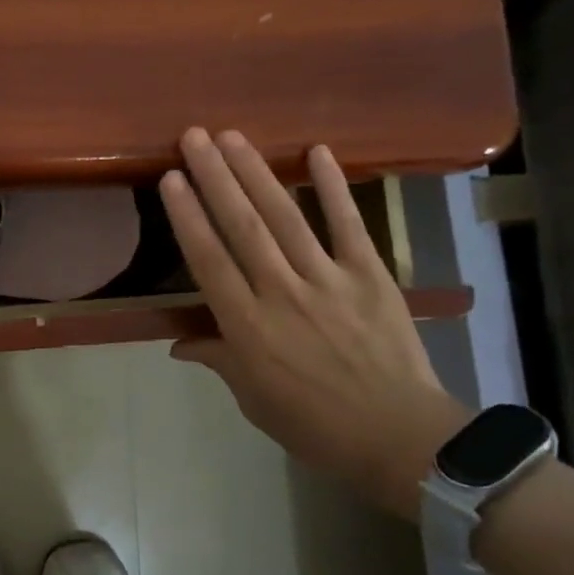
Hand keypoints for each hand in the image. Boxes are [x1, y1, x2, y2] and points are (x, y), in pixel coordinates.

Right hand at [160, 129, 467, 518]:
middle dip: (215, 178)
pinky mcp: (370, 276)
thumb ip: (218, 360)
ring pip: (285, 217)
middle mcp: (282, 293)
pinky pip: (349, 225)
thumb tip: (179, 342)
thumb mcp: (254, 401)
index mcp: (248, 328)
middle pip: (242, 227)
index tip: (172, 178)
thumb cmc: (316, 426)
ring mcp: (328, 280)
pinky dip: (333, 188)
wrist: (401, 438)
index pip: (209, 261)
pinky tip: (317, 151)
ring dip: (257, 173)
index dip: (188, 217)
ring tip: (233, 136)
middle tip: (194, 137)